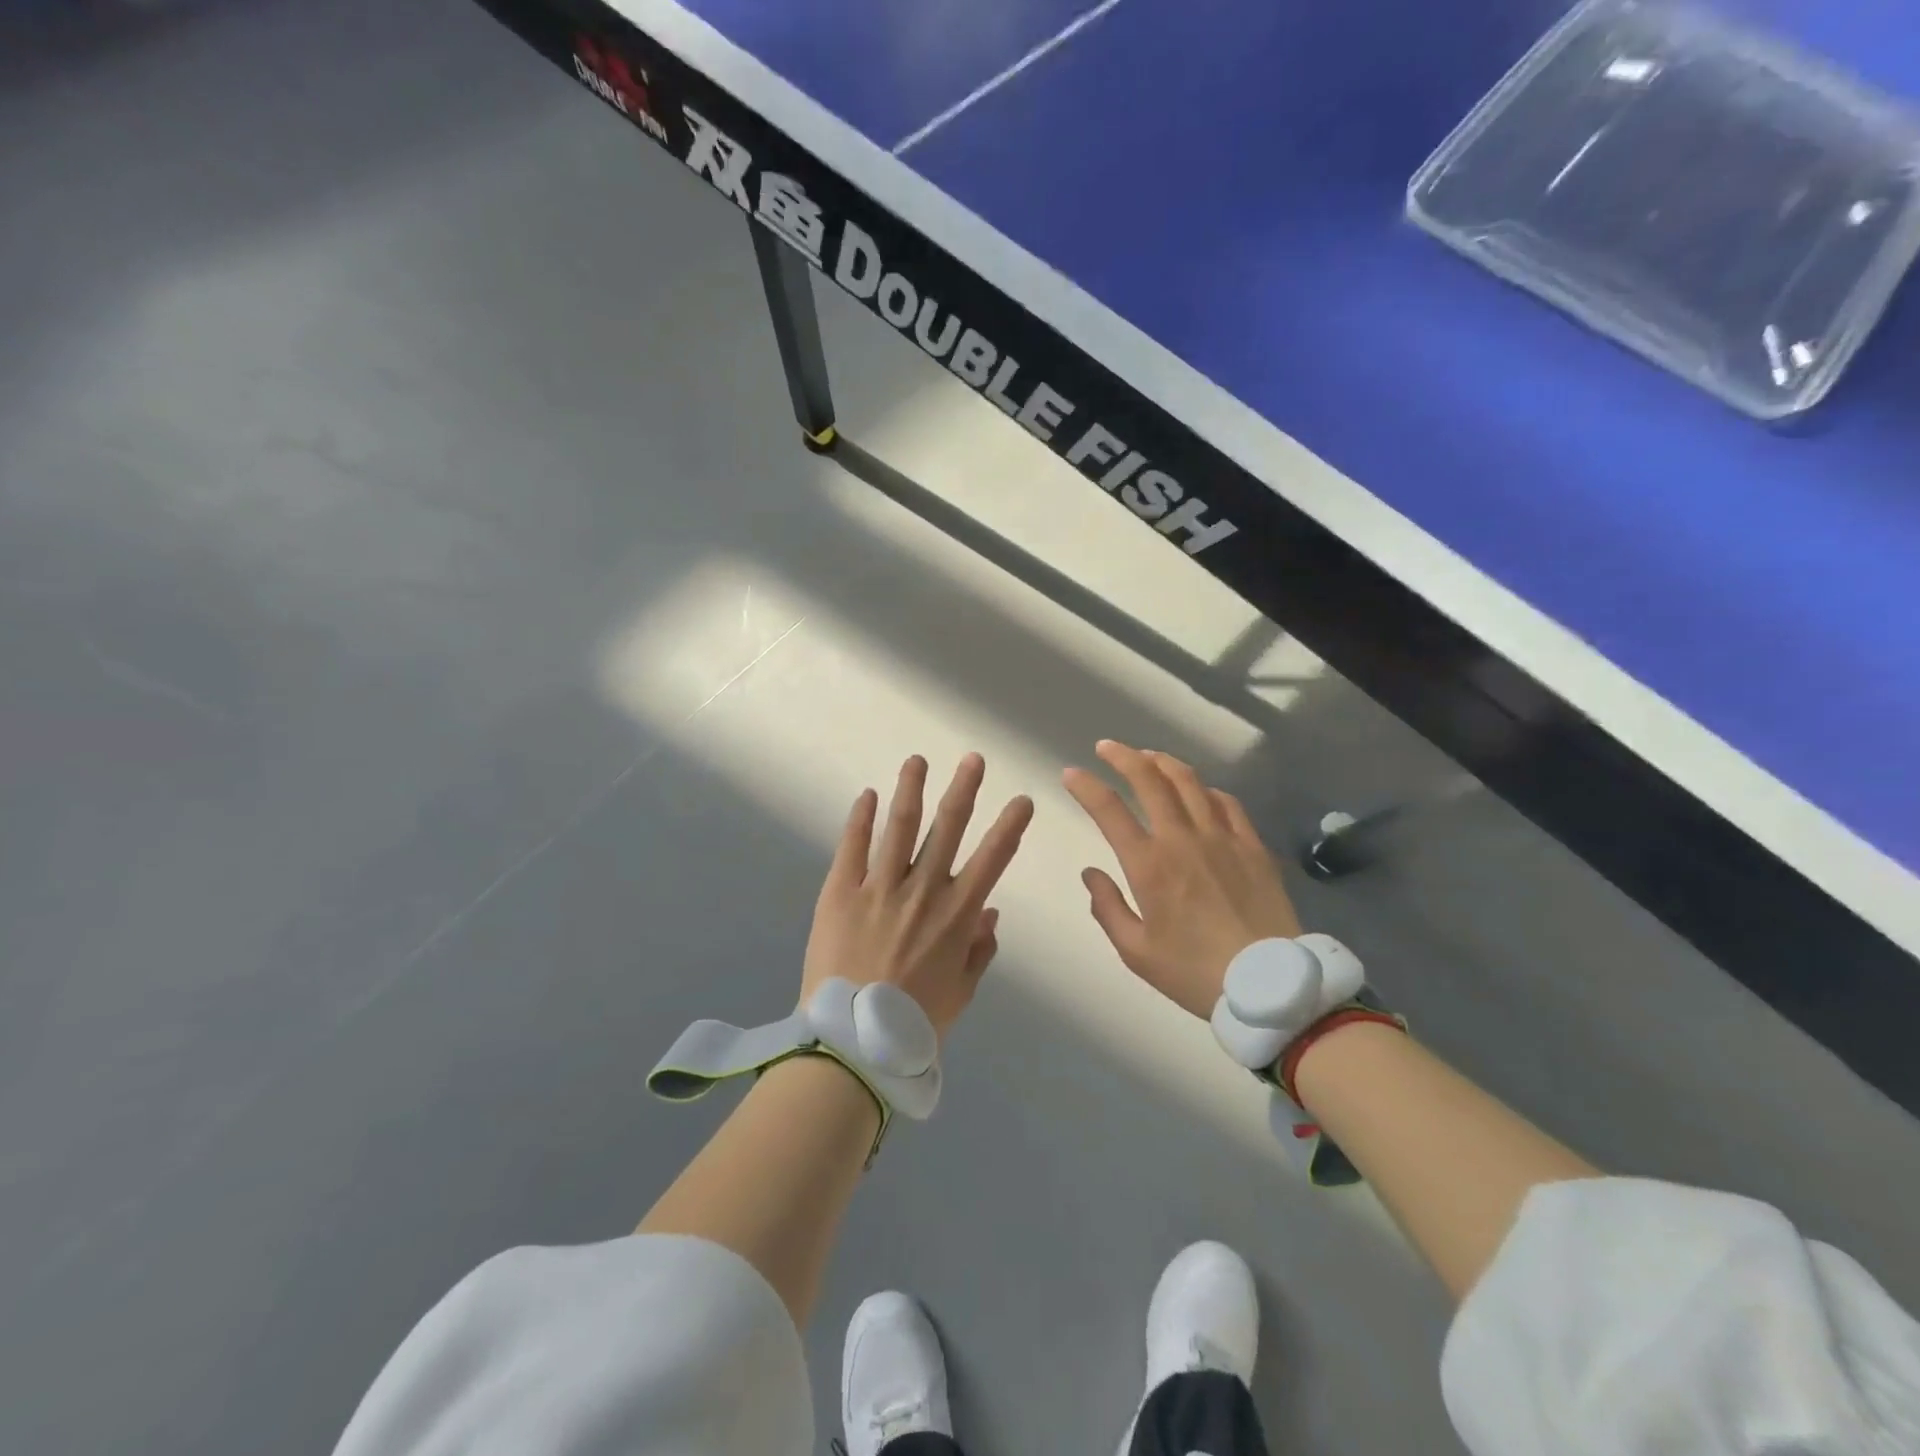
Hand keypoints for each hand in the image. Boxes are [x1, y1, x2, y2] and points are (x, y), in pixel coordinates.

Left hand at [802, 753, 1033, 1037]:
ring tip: (917, 761)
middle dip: (964, 790)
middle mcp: (922, 890)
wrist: (852, 1042)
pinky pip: (853, 847)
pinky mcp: (840, 892)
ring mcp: (879, 887)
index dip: (1010, 827)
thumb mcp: (960, 992)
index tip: (1022, 800)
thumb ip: (979, 950)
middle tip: (974, 759)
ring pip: (899, 826)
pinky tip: (867, 795)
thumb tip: (991, 912)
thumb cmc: (914, 1023)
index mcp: (957, 915)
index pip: (992, 859)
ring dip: (911, 789)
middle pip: (947, 828)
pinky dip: (860, 819)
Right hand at [1063, 741, 1302, 1019]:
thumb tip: (1090, 873)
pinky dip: (1206, 789)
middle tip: (1107, 747)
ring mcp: (1222, 838)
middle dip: (1123, 756)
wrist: (1268, 986)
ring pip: (1190, 782)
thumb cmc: (1194, 973)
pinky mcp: (1252, 846)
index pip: (1109, 810)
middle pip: (1150, 779)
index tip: (1072, 773)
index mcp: (1149, 865)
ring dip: (1163, 762)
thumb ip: (1107, 908)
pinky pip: (1227, 803)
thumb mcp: (1136, 951)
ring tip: (1148, 756)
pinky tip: (1200, 791)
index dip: (1086, 786)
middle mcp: (1182, 839)